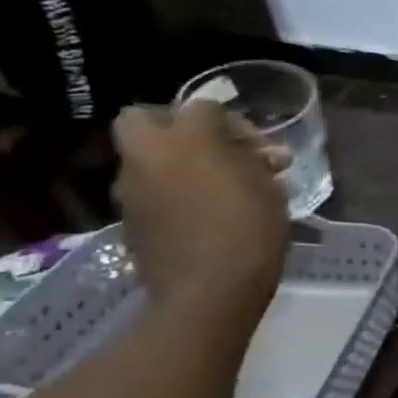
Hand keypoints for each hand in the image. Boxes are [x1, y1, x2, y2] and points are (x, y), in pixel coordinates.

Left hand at [111, 103, 289, 321]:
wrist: (208, 290)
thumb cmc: (251, 231)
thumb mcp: (269, 189)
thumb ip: (256, 163)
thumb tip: (255, 156)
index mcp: (187, 139)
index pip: (204, 107)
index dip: (233, 123)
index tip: (259, 148)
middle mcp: (148, 155)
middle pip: (144, 118)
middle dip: (174, 126)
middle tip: (212, 149)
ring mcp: (131, 189)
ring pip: (146, 158)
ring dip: (175, 164)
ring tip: (217, 191)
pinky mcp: (128, 220)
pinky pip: (149, 192)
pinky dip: (171, 194)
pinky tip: (202, 216)